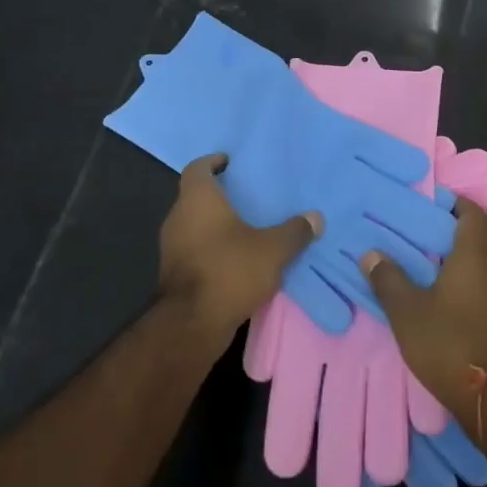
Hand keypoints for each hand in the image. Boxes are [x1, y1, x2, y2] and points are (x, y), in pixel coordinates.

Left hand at [161, 153, 322, 342]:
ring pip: (194, 225)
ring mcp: (171, 247)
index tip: (229, 162)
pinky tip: (236, 259)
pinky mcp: (173, 273)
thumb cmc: (229, 271)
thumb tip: (315, 217)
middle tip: (247, 196)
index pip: (197, 168)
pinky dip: (212, 248)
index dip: (213, 162)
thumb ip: (294, 231)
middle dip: (219, 195)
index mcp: (197, 200)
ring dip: (215, 225)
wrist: (191, 324)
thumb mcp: (272, 250)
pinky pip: (194, 249)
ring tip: (246, 228)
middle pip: (195, 197)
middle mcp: (178, 217)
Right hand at [361, 198, 486, 431]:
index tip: (434, 204)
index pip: (473, 214)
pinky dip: (479, 283)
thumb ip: (388, 280)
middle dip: (468, 231)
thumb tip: (370, 254)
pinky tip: (455, 299)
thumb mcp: (407, 312)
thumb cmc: (448, 342)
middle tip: (437, 237)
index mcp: (476, 256)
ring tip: (440, 268)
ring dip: (474, 259)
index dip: (457, 204)